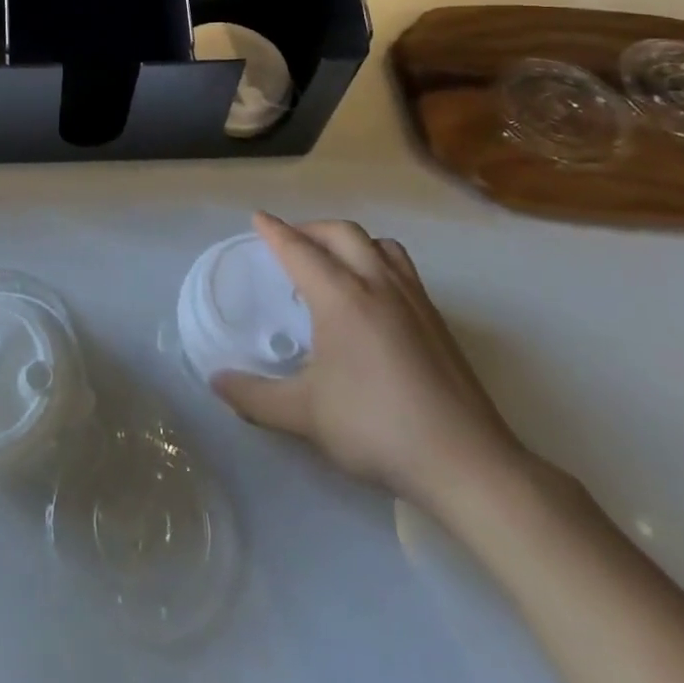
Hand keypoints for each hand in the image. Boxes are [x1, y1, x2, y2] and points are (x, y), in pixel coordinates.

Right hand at [214, 212, 528, 514]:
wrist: (467, 464)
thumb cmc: (376, 428)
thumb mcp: (304, 415)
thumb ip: (254, 396)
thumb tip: (216, 382)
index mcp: (342, 297)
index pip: (299, 250)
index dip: (274, 231)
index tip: (257, 219)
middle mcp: (378, 285)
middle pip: (342, 233)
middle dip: (311, 229)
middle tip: (289, 242)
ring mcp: (415, 300)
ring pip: (379, 245)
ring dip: (349, 241)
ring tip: (333, 262)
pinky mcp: (438, 321)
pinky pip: (402, 268)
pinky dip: (377, 261)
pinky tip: (372, 298)